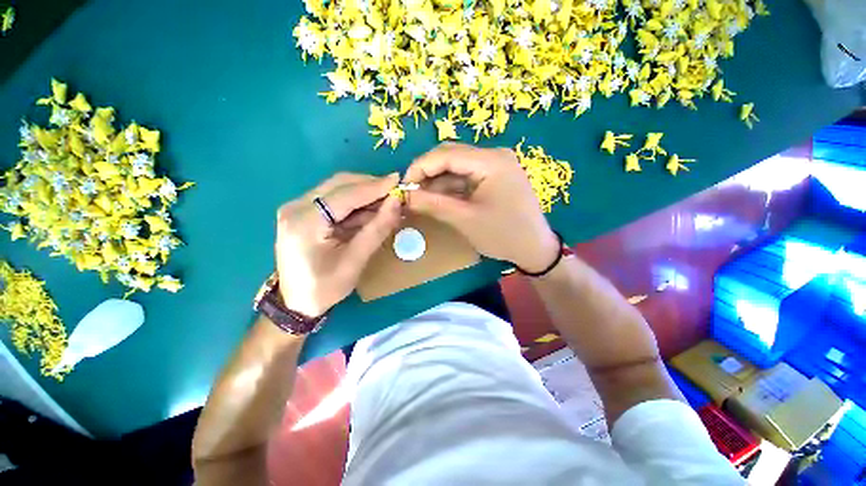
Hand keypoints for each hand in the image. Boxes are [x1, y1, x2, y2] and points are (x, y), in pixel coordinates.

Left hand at [274, 172, 400, 316]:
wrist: (296, 303)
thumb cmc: (325, 287)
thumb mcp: (355, 261)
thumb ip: (377, 229)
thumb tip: (397, 202)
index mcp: (305, 222)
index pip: (346, 194)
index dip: (374, 186)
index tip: (398, 179)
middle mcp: (296, 207)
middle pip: (339, 184)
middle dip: (370, 186)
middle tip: (395, 192)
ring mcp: (297, 208)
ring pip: (337, 189)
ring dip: (364, 194)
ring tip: (388, 202)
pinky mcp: (303, 213)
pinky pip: (334, 200)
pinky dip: (355, 204)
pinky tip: (371, 211)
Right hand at [404, 143, 558, 272]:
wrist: (535, 249)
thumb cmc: (503, 235)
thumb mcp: (465, 219)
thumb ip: (433, 204)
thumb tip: (405, 195)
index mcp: (491, 161)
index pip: (446, 154)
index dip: (420, 167)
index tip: (403, 186)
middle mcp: (494, 156)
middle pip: (451, 156)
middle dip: (427, 174)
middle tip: (410, 193)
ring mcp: (495, 166)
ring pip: (457, 167)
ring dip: (437, 182)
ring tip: (420, 198)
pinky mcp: (494, 178)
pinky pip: (466, 177)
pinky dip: (450, 188)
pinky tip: (438, 199)